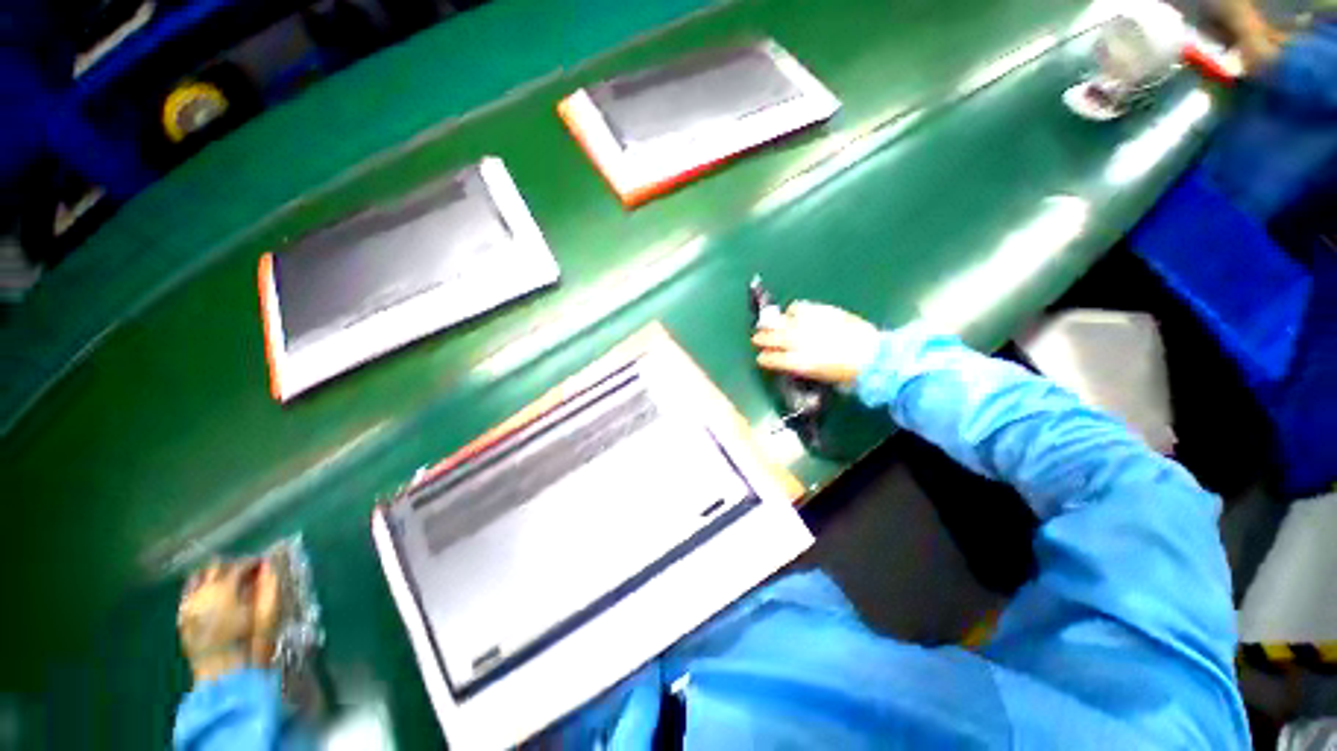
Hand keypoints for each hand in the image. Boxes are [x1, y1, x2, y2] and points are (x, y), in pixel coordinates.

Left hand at [178, 560, 279, 682]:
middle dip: (232, 566)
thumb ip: (269, 587)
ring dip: (213, 576)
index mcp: (224, 589)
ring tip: (229, 583)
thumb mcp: (267, 615)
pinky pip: (188, 594)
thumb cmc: (251, 644)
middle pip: (215, 567)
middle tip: (247, 573)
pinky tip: (210, 597)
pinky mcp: (182, 619)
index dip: (253, 562)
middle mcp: (202, 593)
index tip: (264, 564)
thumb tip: (269, 565)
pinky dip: (200, 589)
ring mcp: (188, 606)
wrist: (224, 677)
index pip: (239, 565)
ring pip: (198, 578)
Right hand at [751, 301, 880, 387]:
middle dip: (762, 338)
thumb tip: (786, 360)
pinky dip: (792, 311)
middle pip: (773, 337)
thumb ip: (799, 366)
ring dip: (774, 324)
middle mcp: (801, 342)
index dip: (764, 358)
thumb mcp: (818, 376)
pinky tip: (793, 314)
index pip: (773, 358)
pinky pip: (799, 308)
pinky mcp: (821, 312)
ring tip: (773, 324)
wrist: (873, 356)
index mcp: (800, 363)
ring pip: (782, 321)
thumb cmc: (846, 373)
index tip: (760, 357)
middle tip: (757, 338)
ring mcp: (810, 325)